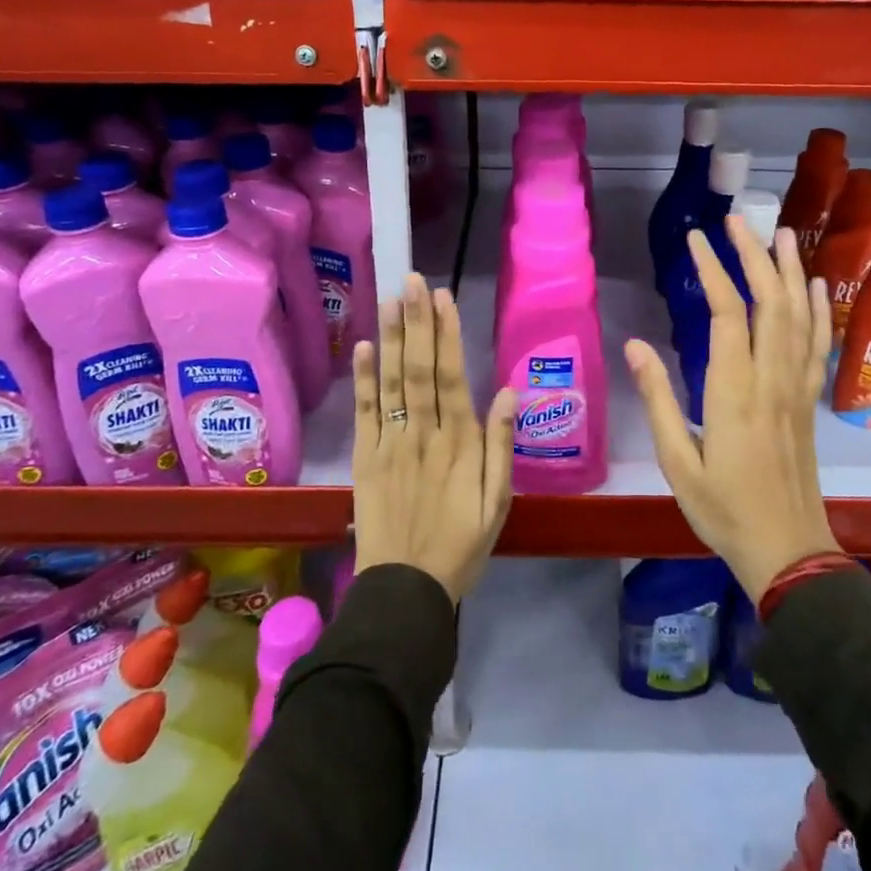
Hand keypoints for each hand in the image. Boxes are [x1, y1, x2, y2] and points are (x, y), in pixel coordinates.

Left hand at [352, 275, 515, 604]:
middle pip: (419, 369)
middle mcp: (423, 434)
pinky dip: (363, 378)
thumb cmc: (461, 545)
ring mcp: (391, 443)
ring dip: (392, 338)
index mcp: (459, 443)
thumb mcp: (498, 504)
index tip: (442, 298)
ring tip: (391, 299)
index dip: (446, 335)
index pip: (452, 377)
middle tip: (411, 281)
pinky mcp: (367, 457)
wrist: (405, 590)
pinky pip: (365, 412)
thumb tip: (507, 393)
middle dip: (417, 322)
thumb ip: (501, 447)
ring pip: (392, 382)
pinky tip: (364, 346)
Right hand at [626, 219, 839, 603]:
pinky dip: (819, 311)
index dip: (712, 270)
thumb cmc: (723, 510)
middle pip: (768, 302)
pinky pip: (818, 346)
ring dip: (790, 272)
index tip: (696, 238)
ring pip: (798, 317)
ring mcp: (796, 388)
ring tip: (781, 234)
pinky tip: (817, 286)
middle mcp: (770, 379)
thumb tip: (635, 345)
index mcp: (733, 392)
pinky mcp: (809, 401)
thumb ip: (657, 399)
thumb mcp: (677, 462)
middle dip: (753, 256)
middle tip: (738, 219)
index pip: (725, 314)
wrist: (788, 551)